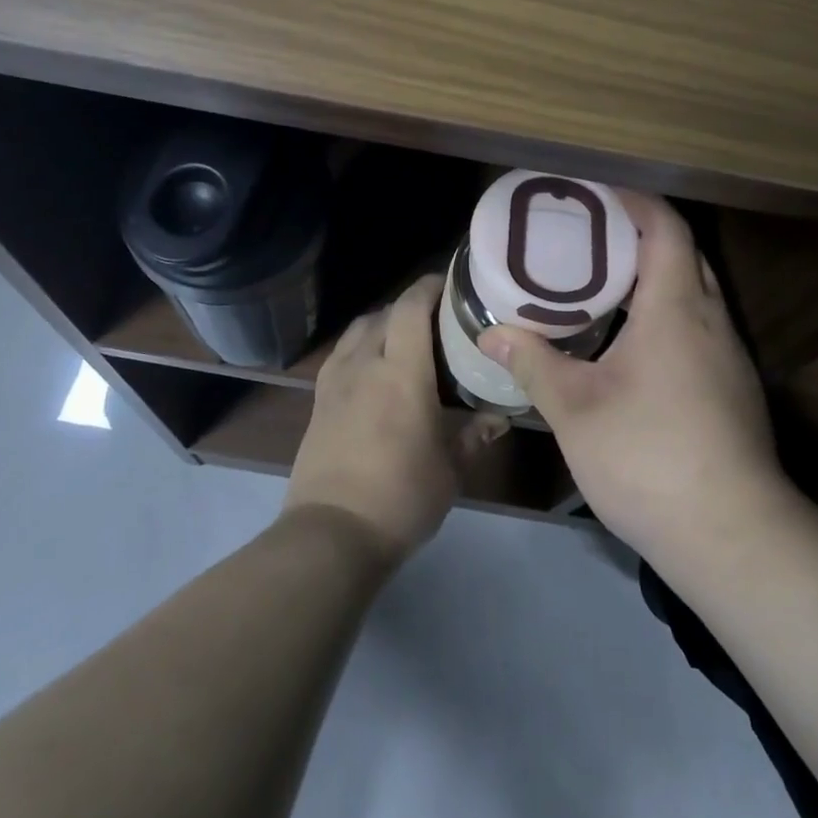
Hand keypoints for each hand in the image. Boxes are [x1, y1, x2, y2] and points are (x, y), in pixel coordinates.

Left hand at [286, 274, 508, 562]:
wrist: (331, 533)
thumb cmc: (401, 496)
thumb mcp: (450, 469)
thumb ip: (474, 434)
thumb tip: (499, 417)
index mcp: (401, 371)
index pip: (411, 307)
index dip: (430, 286)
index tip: (452, 284)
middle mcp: (364, 363)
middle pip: (384, 312)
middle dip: (410, 306)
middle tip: (438, 319)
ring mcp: (335, 380)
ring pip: (358, 329)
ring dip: (382, 323)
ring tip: (405, 339)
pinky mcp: (318, 400)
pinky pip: (341, 354)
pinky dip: (360, 346)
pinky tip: (374, 369)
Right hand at [478, 192, 805, 571]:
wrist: (734, 536)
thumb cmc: (649, 457)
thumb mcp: (575, 409)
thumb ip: (533, 363)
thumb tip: (492, 335)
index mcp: (675, 309)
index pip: (666, 227)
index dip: (634, 201)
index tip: (595, 196)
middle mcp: (710, 321)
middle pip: (683, 254)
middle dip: (639, 236)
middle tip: (587, 239)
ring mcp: (728, 357)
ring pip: (693, 293)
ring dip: (653, 278)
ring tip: (601, 286)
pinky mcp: (733, 389)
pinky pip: (698, 328)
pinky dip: (665, 316)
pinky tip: (630, 346)